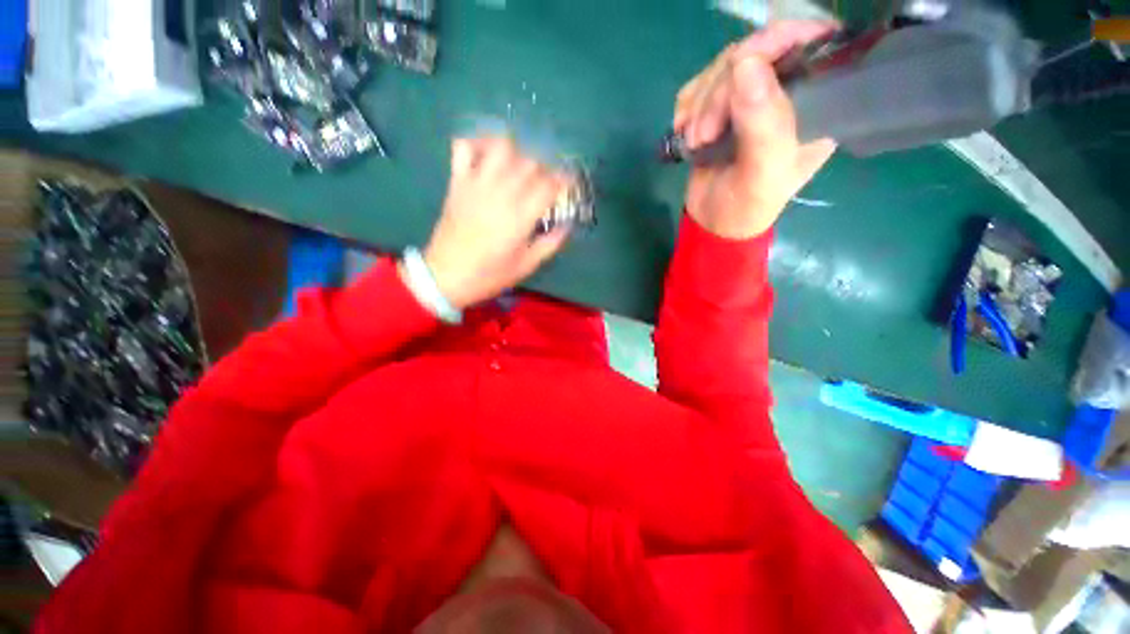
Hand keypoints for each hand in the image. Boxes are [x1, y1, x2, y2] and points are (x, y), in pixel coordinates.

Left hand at [419, 137, 571, 309]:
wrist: (446, 276)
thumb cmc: (489, 274)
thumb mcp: (526, 266)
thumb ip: (550, 244)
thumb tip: (566, 226)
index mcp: (520, 216)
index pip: (549, 185)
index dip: (564, 180)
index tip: (569, 183)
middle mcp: (501, 193)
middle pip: (530, 163)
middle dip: (545, 169)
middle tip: (546, 182)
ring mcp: (476, 184)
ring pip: (501, 147)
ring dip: (516, 152)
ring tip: (519, 166)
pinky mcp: (458, 182)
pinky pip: (465, 147)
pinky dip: (477, 144)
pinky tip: (487, 156)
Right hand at [674, 21, 838, 238]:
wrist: (713, 223)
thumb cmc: (748, 206)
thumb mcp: (763, 172)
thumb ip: (762, 123)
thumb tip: (745, 63)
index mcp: (818, 103)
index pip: (812, 42)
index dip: (778, 40)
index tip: (742, 67)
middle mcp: (789, 91)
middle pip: (757, 51)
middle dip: (722, 89)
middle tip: (705, 133)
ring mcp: (753, 96)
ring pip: (724, 66)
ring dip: (700, 103)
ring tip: (696, 140)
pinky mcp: (722, 107)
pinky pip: (701, 84)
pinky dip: (687, 106)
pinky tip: (685, 132)